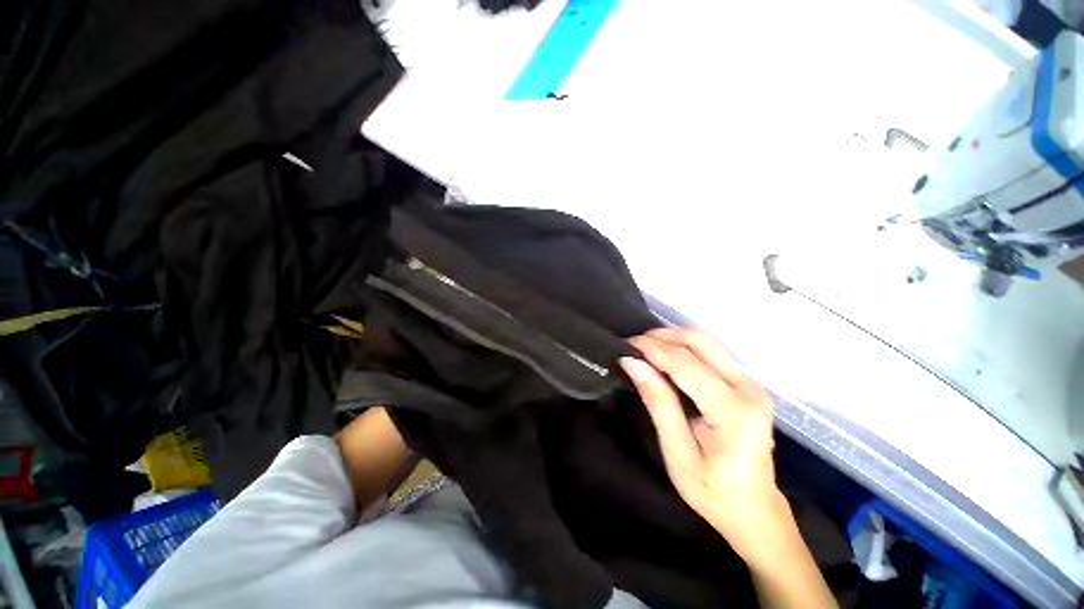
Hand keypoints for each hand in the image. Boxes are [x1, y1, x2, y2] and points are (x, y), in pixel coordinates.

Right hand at [621, 328, 789, 564]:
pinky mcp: (746, 386)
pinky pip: (711, 355)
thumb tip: (633, 364)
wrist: (755, 511)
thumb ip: (658, 403)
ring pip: (707, 344)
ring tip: (645, 349)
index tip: (625, 345)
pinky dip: (684, 350)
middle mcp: (748, 390)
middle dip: (663, 336)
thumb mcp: (678, 453)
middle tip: (634, 344)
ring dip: (673, 340)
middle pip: (701, 342)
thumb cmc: (713, 491)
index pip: (686, 365)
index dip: (653, 350)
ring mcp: (751, 385)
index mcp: (733, 412)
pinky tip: (665, 358)